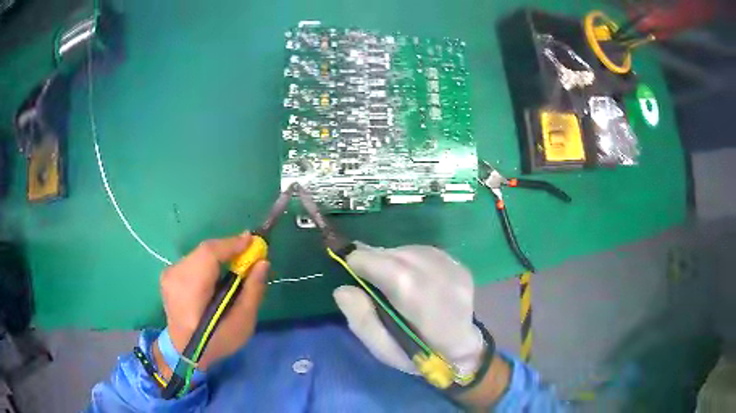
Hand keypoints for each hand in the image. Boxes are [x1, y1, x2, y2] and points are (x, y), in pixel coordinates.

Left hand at [155, 233, 268, 373]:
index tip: (254, 240)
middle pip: (204, 252)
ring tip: (236, 264)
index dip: (232, 244)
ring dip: (219, 256)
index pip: (209, 254)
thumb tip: (263, 262)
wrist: (184, 351)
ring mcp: (168, 275)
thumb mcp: (242, 323)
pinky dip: (208, 262)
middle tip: (249, 252)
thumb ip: (253, 291)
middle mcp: (175, 276)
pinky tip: (217, 273)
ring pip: (199, 255)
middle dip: (228, 250)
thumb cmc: (216, 341)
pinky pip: (193, 261)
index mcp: (190, 290)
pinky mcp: (168, 275)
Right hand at [333, 243, 483, 376]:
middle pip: (397, 254)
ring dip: (391, 258)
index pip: (389, 269)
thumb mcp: (384, 351)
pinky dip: (408, 258)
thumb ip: (362, 321)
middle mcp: (444, 280)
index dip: (362, 264)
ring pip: (408, 249)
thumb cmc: (420, 355)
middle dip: (374, 260)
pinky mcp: (459, 264)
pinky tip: (408, 275)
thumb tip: (342, 289)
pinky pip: (422, 251)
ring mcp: (455, 269)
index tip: (350, 271)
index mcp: (425, 307)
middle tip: (365, 275)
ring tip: (387, 278)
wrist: (462, 349)